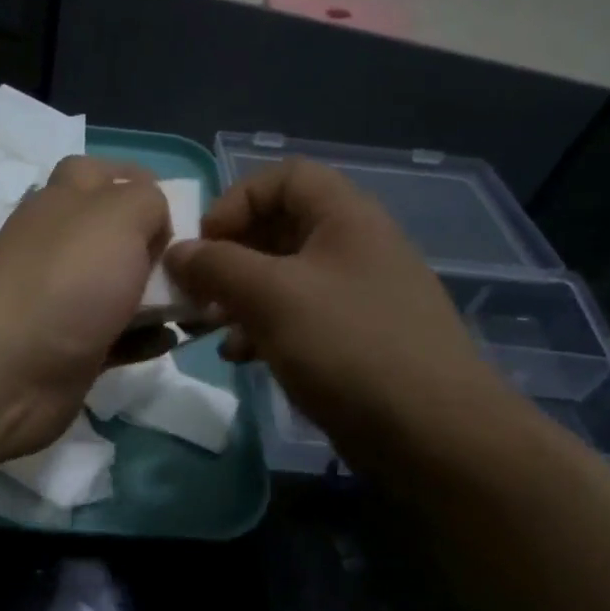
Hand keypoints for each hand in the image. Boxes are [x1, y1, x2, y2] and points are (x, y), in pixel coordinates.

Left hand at [0, 156, 171, 461]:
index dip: (140, 182)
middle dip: (161, 247)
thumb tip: (156, 220)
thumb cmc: (66, 280)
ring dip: (162, 297)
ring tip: (203, 308)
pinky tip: (171, 341)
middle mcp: (61, 247)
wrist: (3, 371)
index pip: (100, 174)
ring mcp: (64, 301)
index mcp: (65, 202)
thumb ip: (148, 201)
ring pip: (123, 289)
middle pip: (117, 236)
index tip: (181, 209)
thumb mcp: (118, 215)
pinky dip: (146, 338)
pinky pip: (120, 338)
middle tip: (199, 266)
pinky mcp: (73, 350)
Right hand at [164, 157, 504, 467]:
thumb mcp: (272, 297)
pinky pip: (297, 318)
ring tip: (208, 327)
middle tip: (196, 291)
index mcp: (346, 217)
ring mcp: (356, 296)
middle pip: (278, 228)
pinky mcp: (353, 340)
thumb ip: (216, 266)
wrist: (432, 433)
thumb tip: (177, 251)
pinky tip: (239, 357)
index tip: (205, 244)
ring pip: (283, 278)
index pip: (284, 177)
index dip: (236, 200)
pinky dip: (262, 329)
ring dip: (238, 297)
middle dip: (229, 256)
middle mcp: (354, 247)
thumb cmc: (349, 347)